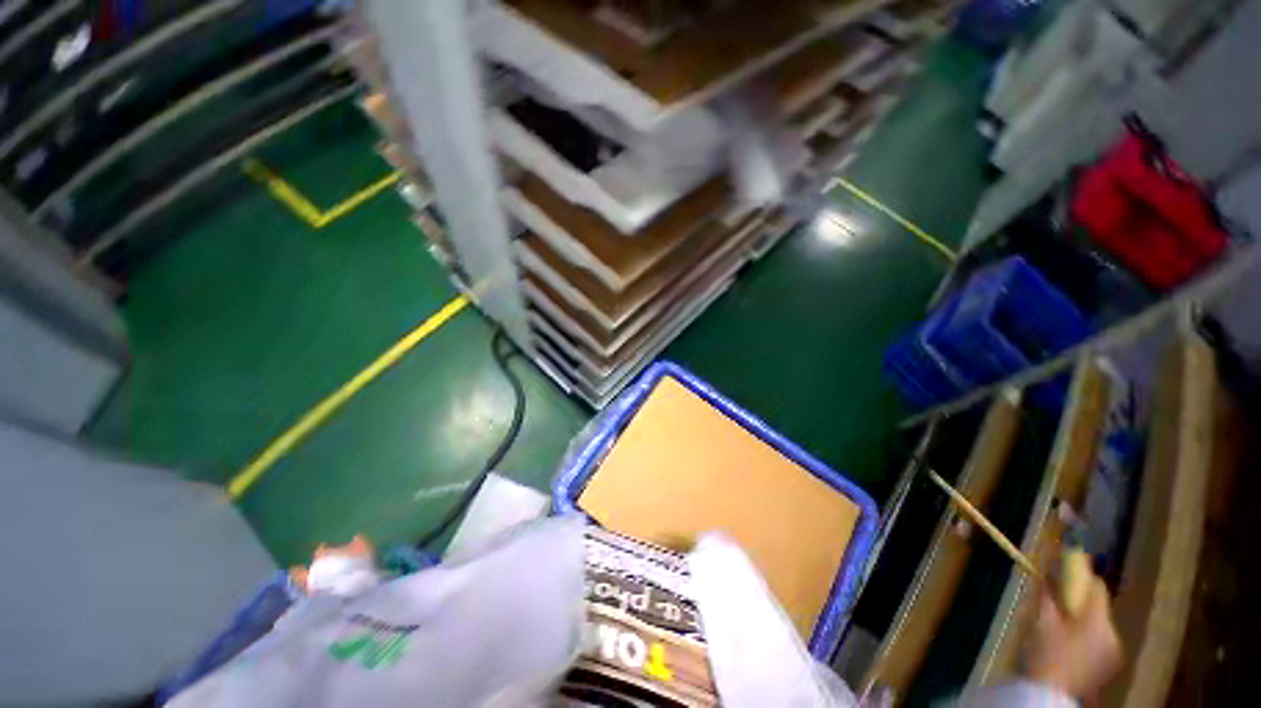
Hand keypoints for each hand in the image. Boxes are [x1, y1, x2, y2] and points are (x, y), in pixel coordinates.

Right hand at [1023, 574, 1123, 699]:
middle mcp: (1113, 633)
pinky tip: (1069, 646)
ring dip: (1082, 621)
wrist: (1050, 694)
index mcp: (1098, 620)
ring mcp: (1114, 652)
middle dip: (1078, 604)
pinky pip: (1100, 641)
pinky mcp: (1110, 665)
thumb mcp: (1041, 620)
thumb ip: (1047, 594)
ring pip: (1099, 625)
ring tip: (1060, 629)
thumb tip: (1047, 573)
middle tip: (1056, 606)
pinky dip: (1086, 637)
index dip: (1081, 577)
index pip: (1096, 587)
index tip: (1064, 573)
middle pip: (1097, 607)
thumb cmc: (1045, 652)